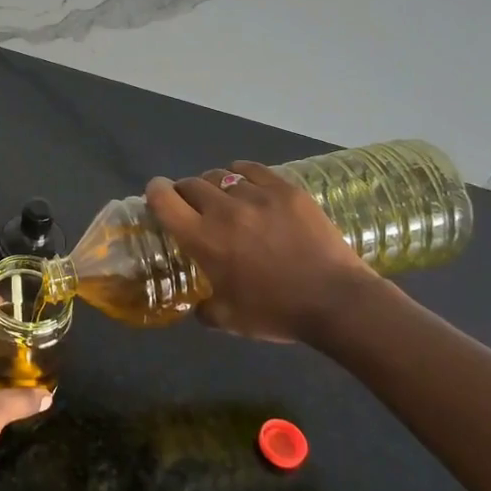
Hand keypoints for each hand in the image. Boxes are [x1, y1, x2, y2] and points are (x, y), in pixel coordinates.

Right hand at [145, 160, 373, 343]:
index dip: (154, 193)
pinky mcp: (286, 190)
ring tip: (224, 198)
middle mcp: (223, 210)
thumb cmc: (277, 312)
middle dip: (185, 192)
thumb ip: (204, 309)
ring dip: (214, 185)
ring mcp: (257, 196)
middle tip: (193, 207)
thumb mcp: (229, 320)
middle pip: (190, 183)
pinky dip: (242, 175)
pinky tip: (247, 186)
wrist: (336, 301)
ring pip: (221, 175)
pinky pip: (252, 170)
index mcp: (203, 239)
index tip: (157, 197)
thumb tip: (196, 304)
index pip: (163, 199)